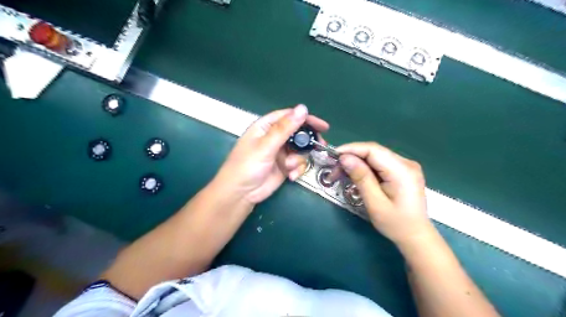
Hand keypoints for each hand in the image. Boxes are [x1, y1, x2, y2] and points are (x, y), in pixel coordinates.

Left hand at [214, 105, 329, 205]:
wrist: (240, 194)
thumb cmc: (247, 166)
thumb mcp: (266, 146)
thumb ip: (285, 128)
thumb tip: (303, 108)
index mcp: (266, 127)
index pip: (289, 116)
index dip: (306, 118)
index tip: (323, 126)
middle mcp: (274, 138)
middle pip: (297, 133)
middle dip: (308, 141)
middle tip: (319, 145)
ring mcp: (280, 153)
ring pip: (300, 150)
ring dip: (298, 159)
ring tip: (289, 167)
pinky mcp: (284, 166)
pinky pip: (298, 163)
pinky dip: (297, 169)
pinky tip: (291, 176)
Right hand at [335, 141, 434, 247]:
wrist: (416, 236)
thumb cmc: (396, 224)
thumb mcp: (375, 203)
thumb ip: (361, 178)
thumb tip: (345, 158)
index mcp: (402, 170)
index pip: (373, 150)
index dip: (351, 149)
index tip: (333, 157)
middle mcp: (406, 163)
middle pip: (373, 151)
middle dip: (351, 157)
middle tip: (334, 170)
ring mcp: (405, 166)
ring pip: (375, 156)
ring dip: (357, 163)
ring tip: (341, 173)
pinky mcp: (402, 171)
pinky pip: (380, 163)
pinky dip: (365, 167)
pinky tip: (355, 175)